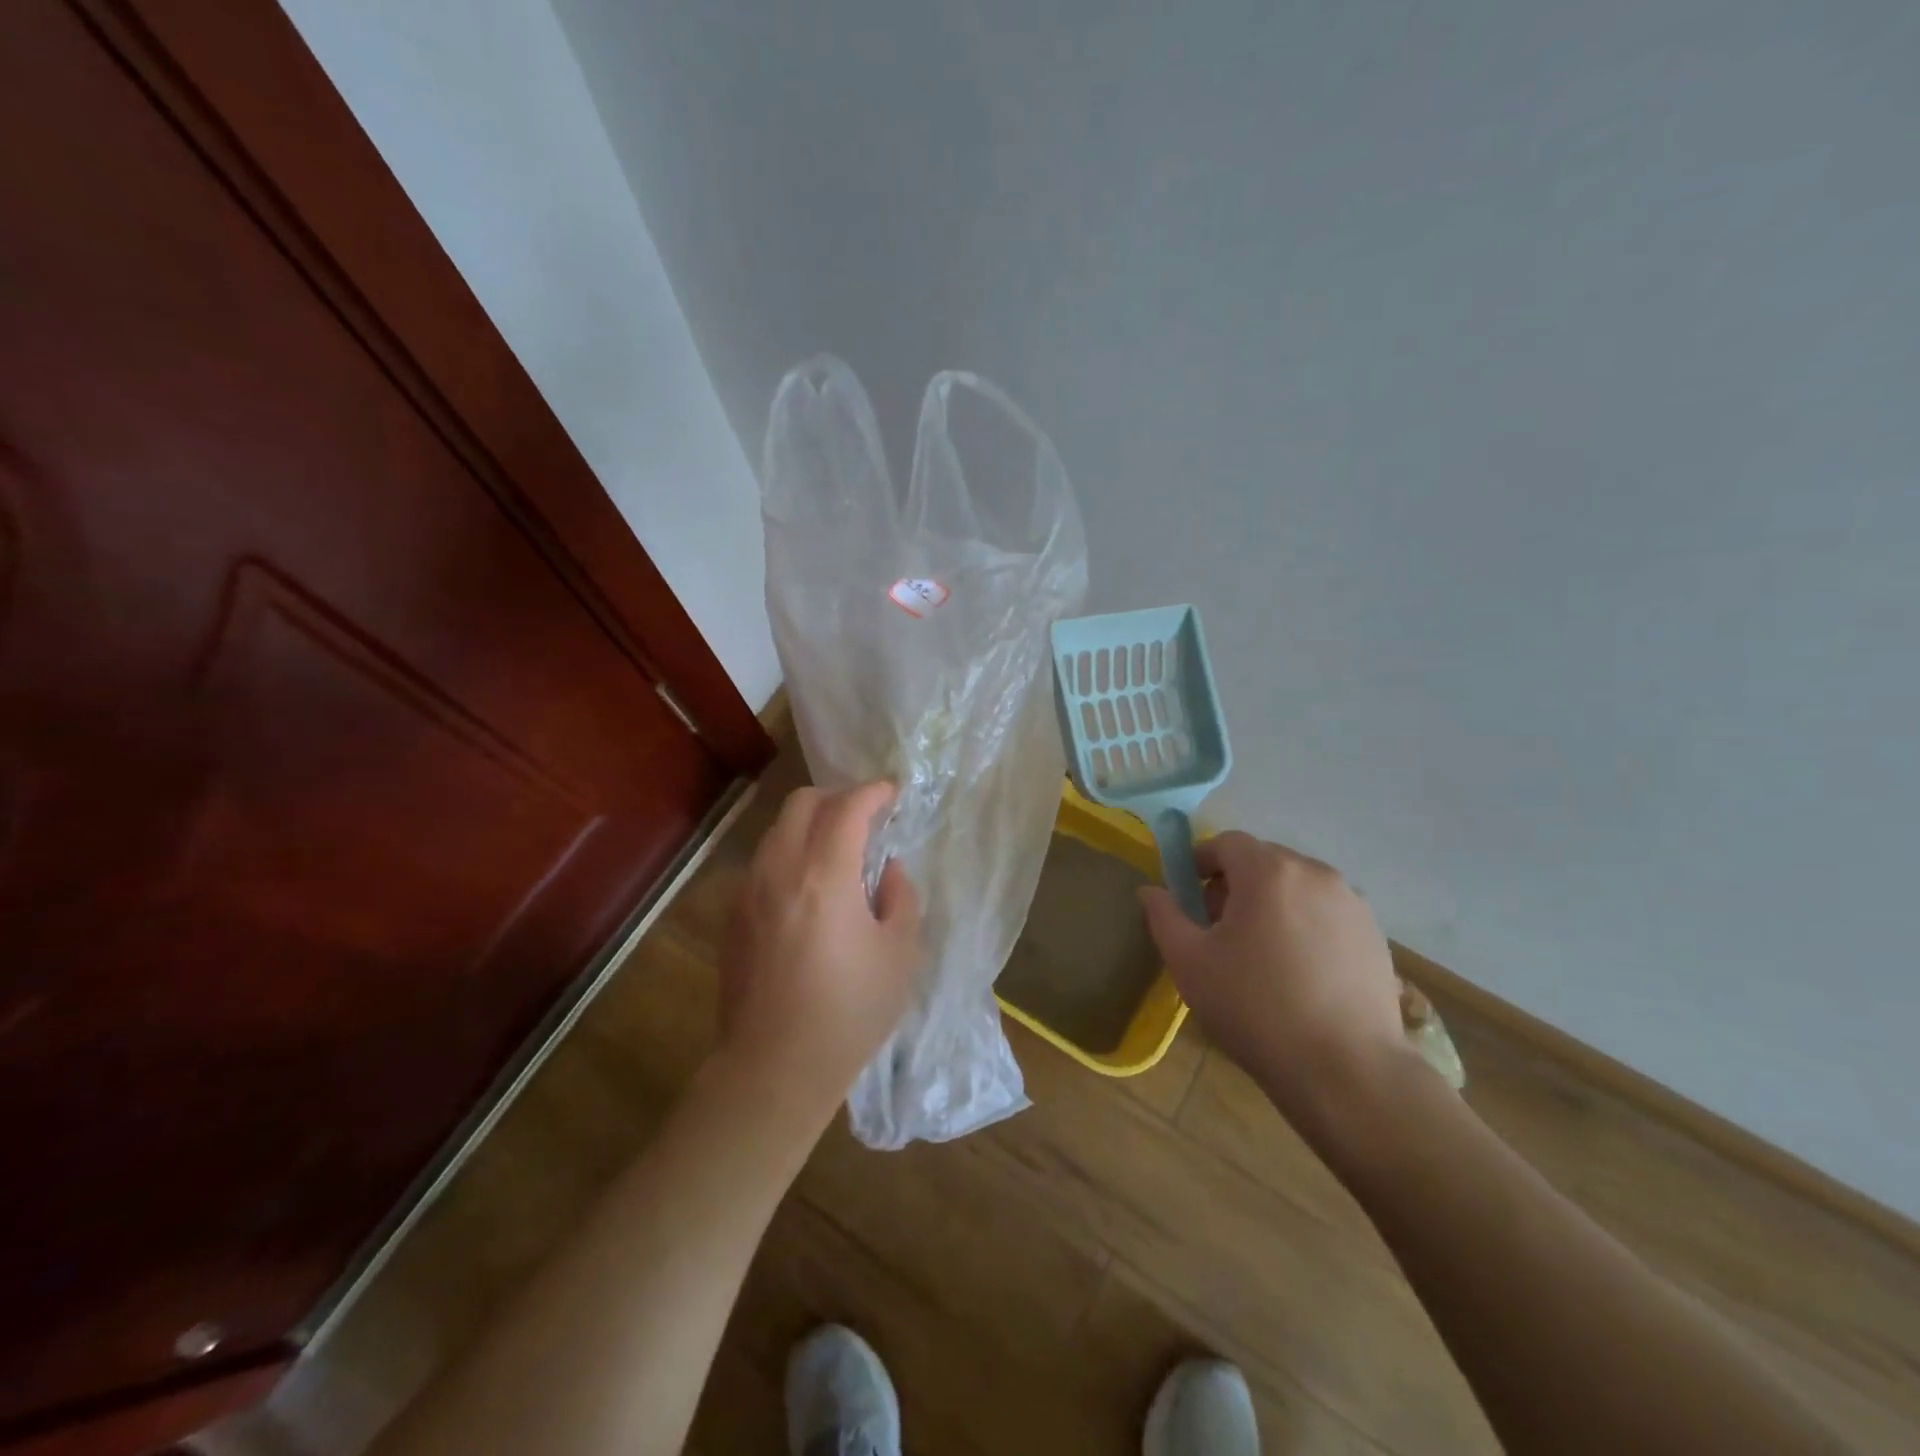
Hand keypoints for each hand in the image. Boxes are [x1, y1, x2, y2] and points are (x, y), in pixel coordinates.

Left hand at [718, 782, 922, 1118]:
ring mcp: (748, 891)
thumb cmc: (849, 1013)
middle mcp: (779, 870)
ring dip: (810, 825)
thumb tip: (887, 870)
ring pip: (777, 830)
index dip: (874, 792)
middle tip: (865, 817)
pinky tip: (809, 890)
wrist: (774, 1068)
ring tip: (837, 852)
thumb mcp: (900, 955)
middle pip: (802, 803)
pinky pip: (764, 862)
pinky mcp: (733, 916)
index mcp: (824, 876)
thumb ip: (900, 898)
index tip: (892, 792)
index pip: (848, 807)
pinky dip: (790, 854)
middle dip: (837, 797)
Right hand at [1139, 832, 1412, 1131]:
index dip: (1201, 861)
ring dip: (1272, 903)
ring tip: (1261, 952)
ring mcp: (1352, 903)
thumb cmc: (1255, 1008)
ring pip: (1297, 886)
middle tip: (1219, 928)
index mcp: (1268, 871)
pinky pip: (1326, 913)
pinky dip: (1305, 925)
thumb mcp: (1189, 962)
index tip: (1189, 896)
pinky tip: (1299, 972)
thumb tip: (1150, 890)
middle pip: (1264, 861)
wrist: (1346, 1070)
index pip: (1227, 843)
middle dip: (1235, 883)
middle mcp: (1315, 873)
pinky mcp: (1375, 935)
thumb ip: (1164, 916)